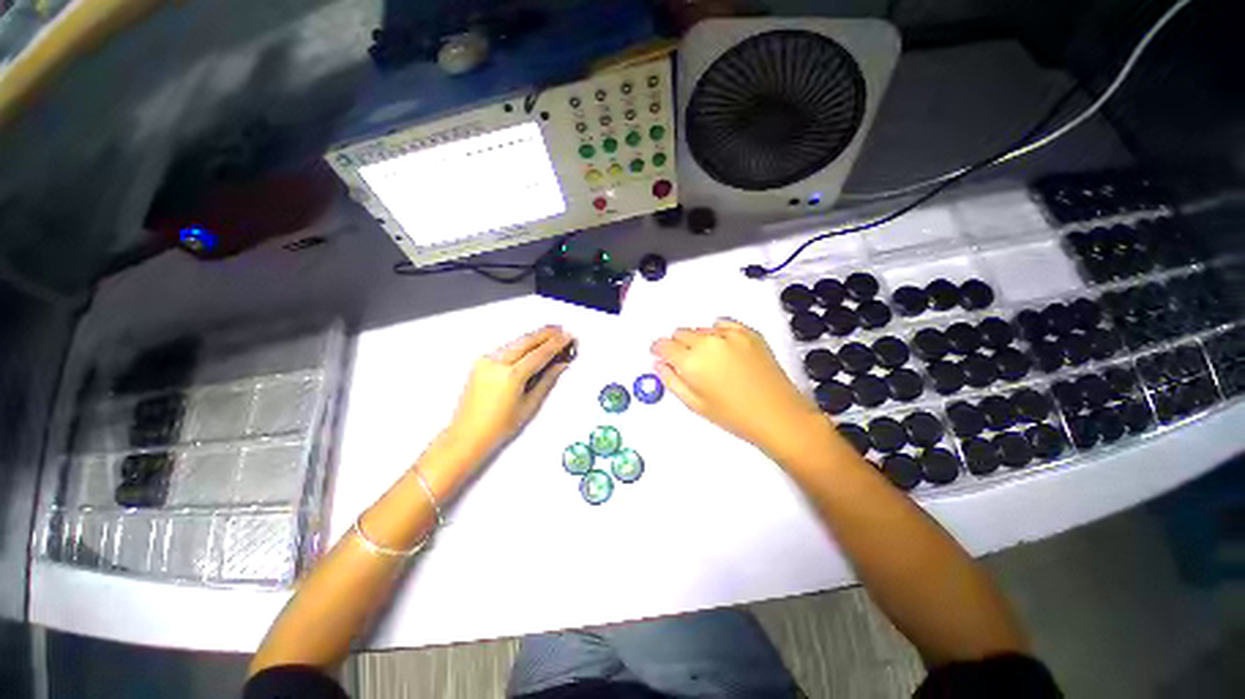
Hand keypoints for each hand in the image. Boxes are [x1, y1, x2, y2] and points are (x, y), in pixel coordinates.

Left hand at [447, 325, 574, 455]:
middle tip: (561, 329)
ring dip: (533, 337)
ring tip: (550, 334)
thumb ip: (547, 380)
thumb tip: (560, 364)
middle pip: (526, 341)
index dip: (557, 343)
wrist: (467, 435)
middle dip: (545, 333)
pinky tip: (530, 345)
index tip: (569, 336)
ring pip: (515, 342)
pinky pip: (505, 348)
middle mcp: (496, 363)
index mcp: (511, 376)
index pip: (540, 353)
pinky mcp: (480, 363)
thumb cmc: (499, 427)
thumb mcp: (530, 405)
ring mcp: (486, 361)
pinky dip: (521, 344)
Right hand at [652, 320, 825, 457]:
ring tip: (711, 361)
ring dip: (699, 340)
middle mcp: (708, 342)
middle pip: (680, 333)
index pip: (664, 345)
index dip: (659, 350)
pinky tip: (724, 348)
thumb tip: (659, 365)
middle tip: (687, 363)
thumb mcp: (695, 404)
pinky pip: (724, 324)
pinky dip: (719, 332)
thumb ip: (671, 380)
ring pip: (701, 328)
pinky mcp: (748, 333)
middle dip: (678, 346)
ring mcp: (730, 335)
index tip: (660, 354)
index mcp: (691, 361)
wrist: (778, 415)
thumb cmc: (736, 415)